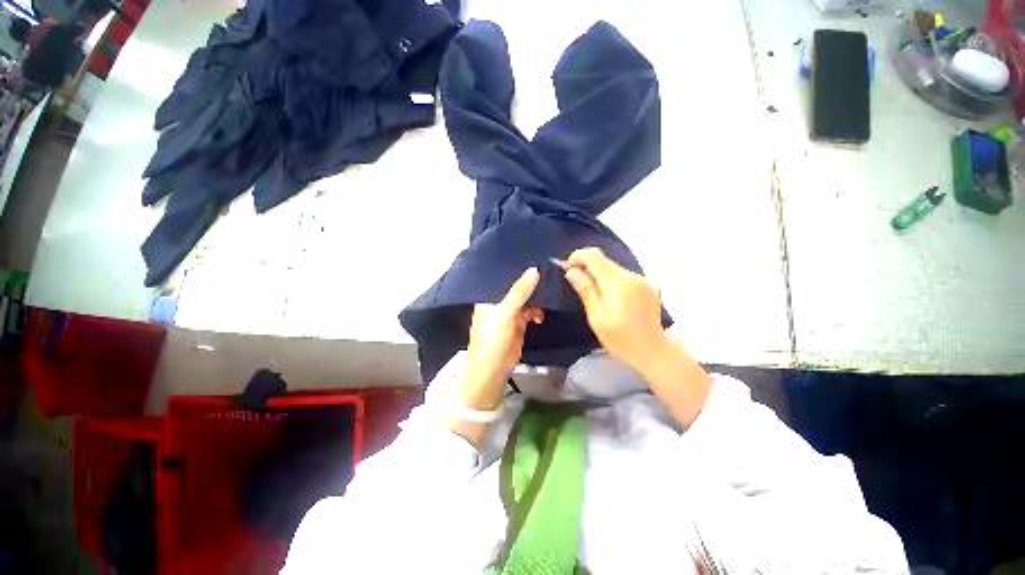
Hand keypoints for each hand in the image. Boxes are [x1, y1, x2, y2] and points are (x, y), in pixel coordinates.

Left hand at [460, 267, 544, 410]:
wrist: (493, 370)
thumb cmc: (492, 339)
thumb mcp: (505, 313)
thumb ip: (519, 292)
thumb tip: (534, 270)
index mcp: (488, 296)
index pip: (503, 276)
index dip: (516, 267)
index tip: (533, 256)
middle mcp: (498, 301)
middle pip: (516, 286)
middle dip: (529, 281)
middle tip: (547, 270)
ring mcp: (509, 312)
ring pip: (525, 298)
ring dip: (536, 297)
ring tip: (548, 291)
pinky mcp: (519, 323)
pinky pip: (530, 311)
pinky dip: (537, 312)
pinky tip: (541, 316)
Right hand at [562, 247, 711, 427]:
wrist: (654, 351)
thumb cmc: (621, 340)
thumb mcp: (597, 319)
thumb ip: (586, 291)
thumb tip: (571, 271)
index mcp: (618, 284)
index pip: (594, 255)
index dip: (577, 257)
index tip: (568, 269)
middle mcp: (632, 276)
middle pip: (604, 260)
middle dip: (587, 267)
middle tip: (577, 284)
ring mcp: (643, 279)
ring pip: (613, 267)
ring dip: (599, 275)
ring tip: (594, 295)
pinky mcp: (648, 284)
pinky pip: (623, 275)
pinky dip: (612, 281)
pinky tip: (611, 298)